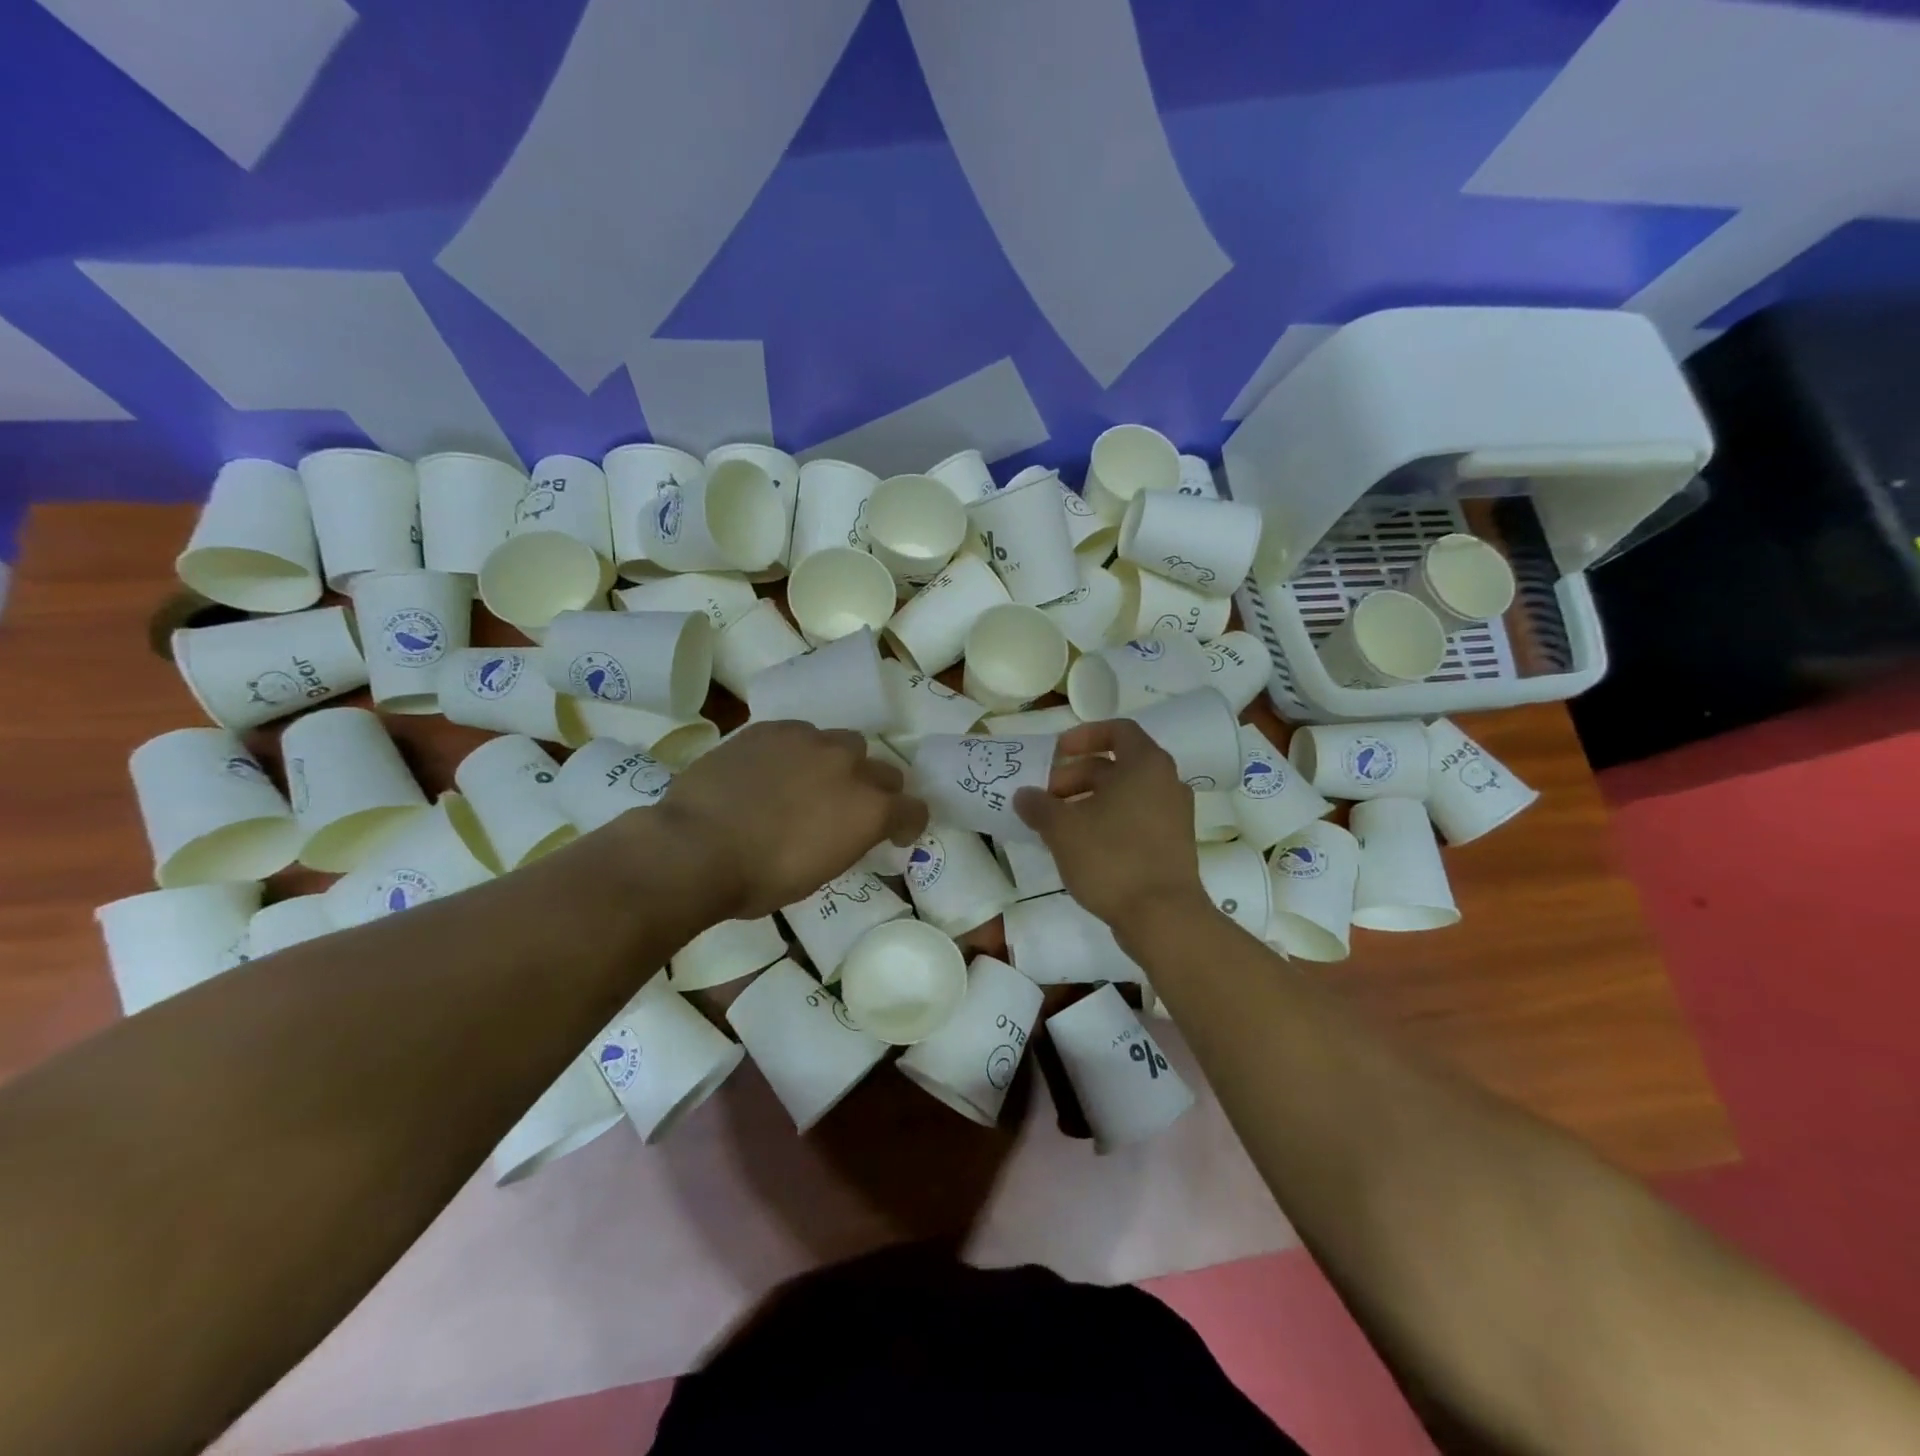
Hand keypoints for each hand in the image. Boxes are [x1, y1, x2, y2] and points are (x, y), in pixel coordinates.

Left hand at [654, 722, 927, 918]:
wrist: (695, 847)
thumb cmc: (760, 880)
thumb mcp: (820, 873)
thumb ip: (847, 841)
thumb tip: (845, 830)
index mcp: (870, 810)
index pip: (914, 809)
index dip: (908, 823)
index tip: (896, 834)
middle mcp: (850, 766)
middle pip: (885, 770)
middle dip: (877, 790)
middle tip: (850, 809)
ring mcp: (811, 741)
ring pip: (844, 743)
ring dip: (839, 763)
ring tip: (810, 781)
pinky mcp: (773, 728)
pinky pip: (800, 734)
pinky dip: (797, 752)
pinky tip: (773, 769)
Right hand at [1014, 719, 1207, 929]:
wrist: (1163, 917)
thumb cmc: (1112, 858)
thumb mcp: (1063, 829)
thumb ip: (1039, 806)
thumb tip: (1024, 795)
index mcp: (1145, 765)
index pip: (1117, 730)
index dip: (1084, 736)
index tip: (1056, 753)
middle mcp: (1165, 782)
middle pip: (1116, 765)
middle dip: (1075, 776)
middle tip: (1045, 798)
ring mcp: (1173, 815)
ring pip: (1124, 795)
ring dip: (1088, 801)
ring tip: (1055, 824)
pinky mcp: (1172, 844)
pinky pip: (1135, 819)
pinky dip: (1107, 821)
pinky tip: (1079, 846)